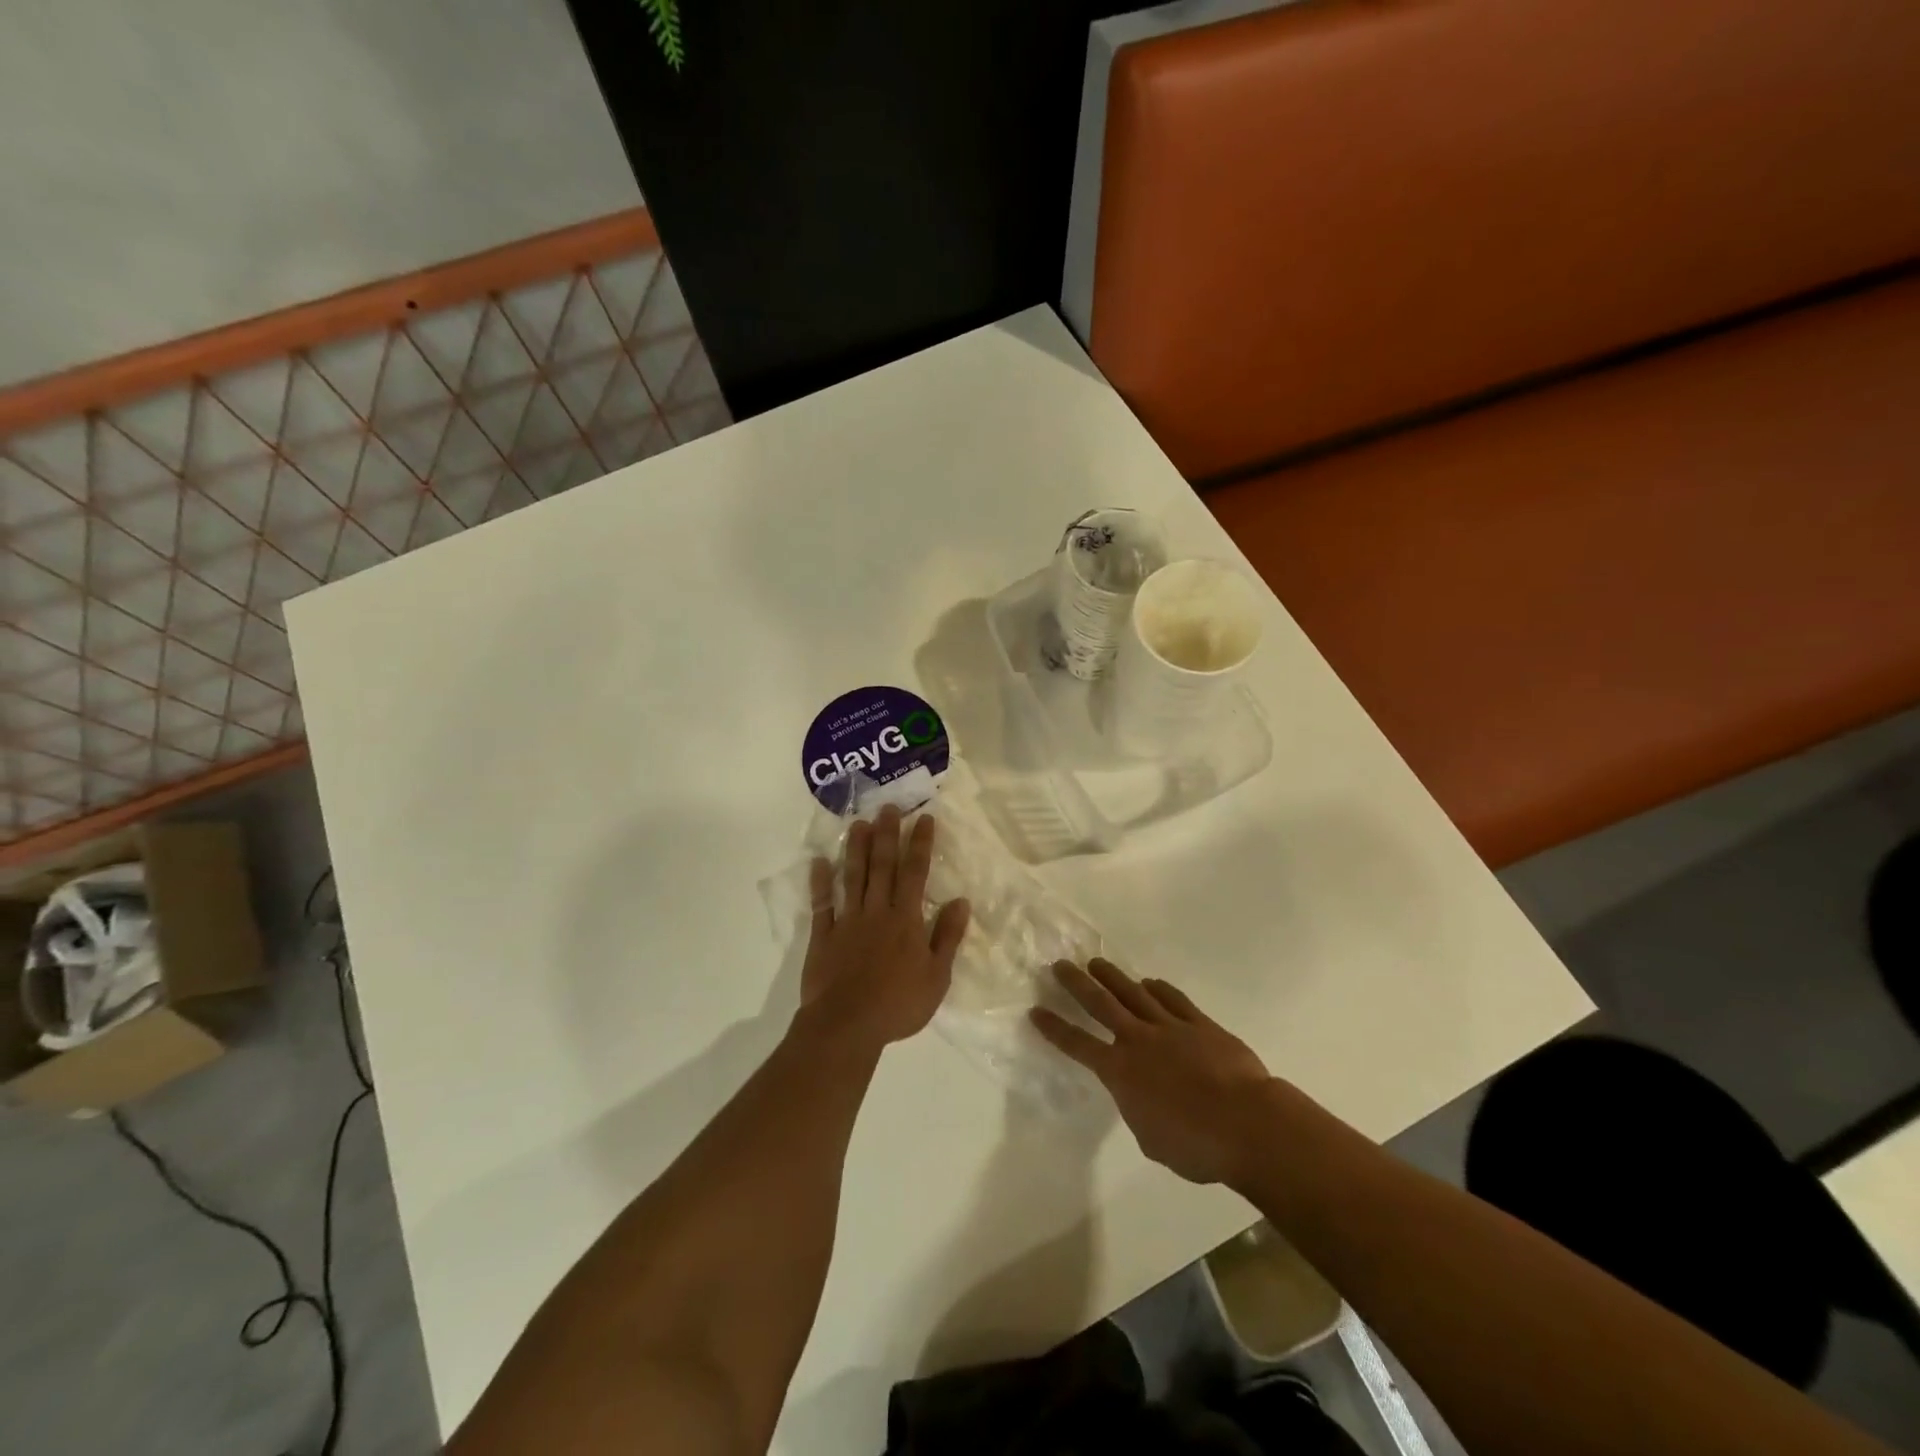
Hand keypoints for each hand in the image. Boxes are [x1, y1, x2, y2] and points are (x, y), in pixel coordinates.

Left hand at [798, 804, 970, 1052]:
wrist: (847, 1025)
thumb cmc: (898, 1004)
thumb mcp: (937, 977)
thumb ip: (948, 936)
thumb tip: (962, 901)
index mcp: (906, 920)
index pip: (916, 873)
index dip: (920, 844)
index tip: (924, 818)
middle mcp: (877, 911)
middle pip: (883, 866)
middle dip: (887, 834)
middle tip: (888, 807)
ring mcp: (848, 921)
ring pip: (853, 876)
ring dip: (856, 848)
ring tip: (858, 822)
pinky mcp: (824, 936)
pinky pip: (822, 903)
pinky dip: (820, 882)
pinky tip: (819, 861)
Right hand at [1031, 959, 1272, 1185]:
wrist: (1247, 1124)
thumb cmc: (1196, 1145)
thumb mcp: (1151, 1139)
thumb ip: (1137, 1110)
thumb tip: (1139, 1095)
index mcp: (1120, 1071)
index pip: (1078, 1045)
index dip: (1055, 1028)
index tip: (1036, 1011)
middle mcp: (1138, 1040)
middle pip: (1100, 1003)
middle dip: (1076, 984)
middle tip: (1060, 965)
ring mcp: (1170, 1027)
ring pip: (1133, 993)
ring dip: (1112, 976)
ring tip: (1096, 963)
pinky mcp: (1200, 1024)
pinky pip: (1173, 999)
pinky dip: (1158, 988)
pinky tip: (1149, 982)